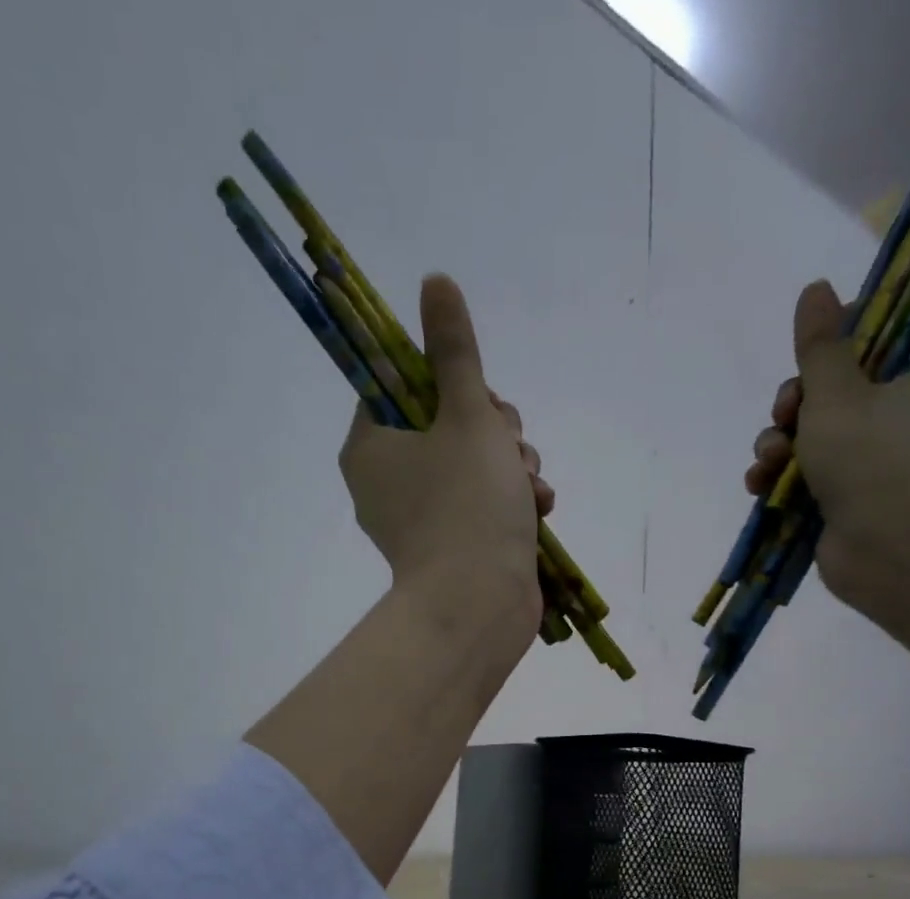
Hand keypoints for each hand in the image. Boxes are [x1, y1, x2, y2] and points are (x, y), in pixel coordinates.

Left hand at [338, 274, 552, 632]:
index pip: (400, 386)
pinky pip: (483, 502)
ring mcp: (420, 518)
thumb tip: (434, 281)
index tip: (477, 398)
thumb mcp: (468, 415)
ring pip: (473, 461)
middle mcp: (387, 482)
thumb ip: (455, 351)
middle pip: (444, 422)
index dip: (448, 382)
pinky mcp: (452, 546)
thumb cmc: (467, 505)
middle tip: (507, 444)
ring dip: (511, 463)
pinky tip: (538, 507)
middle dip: (493, 428)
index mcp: (371, 447)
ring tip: (528, 484)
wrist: (479, 607)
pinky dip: (512, 499)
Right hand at [745, 280, 909, 603]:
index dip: (852, 332)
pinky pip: (815, 473)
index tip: (817, 346)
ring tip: (767, 460)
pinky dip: (785, 477)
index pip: (898, 330)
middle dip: (799, 400)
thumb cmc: (874, 459)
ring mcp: (885, 460)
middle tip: (785, 411)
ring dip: (782, 441)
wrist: (892, 553)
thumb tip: (815, 288)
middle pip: (846, 384)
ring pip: (821, 432)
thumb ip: (820, 345)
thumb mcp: (837, 392)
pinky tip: (760, 484)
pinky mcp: (856, 498)